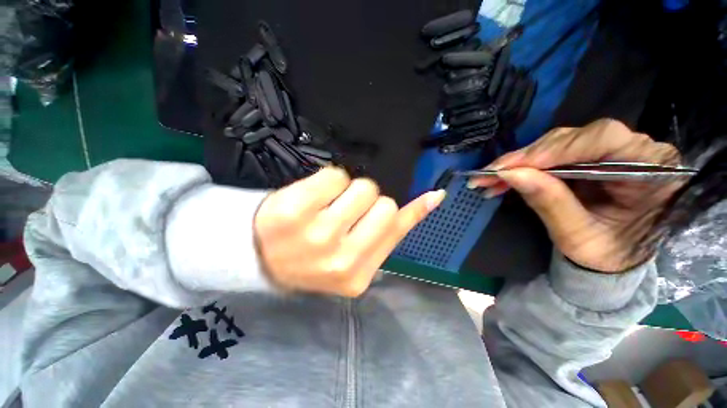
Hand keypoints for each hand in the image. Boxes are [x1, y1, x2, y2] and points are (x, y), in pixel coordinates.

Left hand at [254, 168, 445, 295]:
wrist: (261, 258)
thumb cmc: (314, 257)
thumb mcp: (354, 257)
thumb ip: (391, 232)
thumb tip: (433, 198)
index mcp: (357, 274)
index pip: (397, 227)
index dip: (411, 209)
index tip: (431, 195)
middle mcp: (340, 258)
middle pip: (382, 203)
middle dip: (368, 201)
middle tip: (347, 210)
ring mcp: (316, 233)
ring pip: (361, 187)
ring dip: (348, 190)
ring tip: (328, 204)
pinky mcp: (292, 209)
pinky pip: (333, 175)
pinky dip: (328, 181)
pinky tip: (313, 197)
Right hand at [468, 119, 682, 272]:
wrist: (612, 258)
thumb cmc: (606, 254)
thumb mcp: (578, 236)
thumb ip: (550, 203)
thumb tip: (511, 174)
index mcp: (651, 170)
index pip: (604, 139)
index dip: (557, 148)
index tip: (516, 166)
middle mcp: (633, 150)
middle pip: (573, 138)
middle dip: (527, 157)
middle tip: (491, 174)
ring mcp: (609, 151)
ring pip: (556, 144)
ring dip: (519, 162)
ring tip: (490, 179)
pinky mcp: (587, 157)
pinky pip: (550, 154)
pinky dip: (523, 166)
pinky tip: (503, 178)